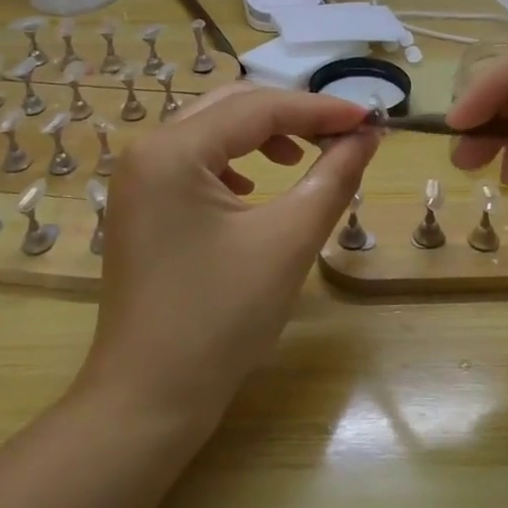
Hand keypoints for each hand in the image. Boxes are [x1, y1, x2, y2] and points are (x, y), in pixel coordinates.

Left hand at [78, 84, 378, 423]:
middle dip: (292, 116)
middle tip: (342, 134)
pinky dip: (234, 161)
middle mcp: (146, 149)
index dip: (319, 109)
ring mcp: (137, 177)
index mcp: (172, 149)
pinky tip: (253, 186)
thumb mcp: (288, 241)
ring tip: (303, 158)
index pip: (258, 108)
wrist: (148, 400)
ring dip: (262, 135)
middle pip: (231, 108)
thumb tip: (368, 136)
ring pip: (212, 130)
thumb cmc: (220, 319)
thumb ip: (333, 177)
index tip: (370, 119)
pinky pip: (194, 160)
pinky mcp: (140, 203)